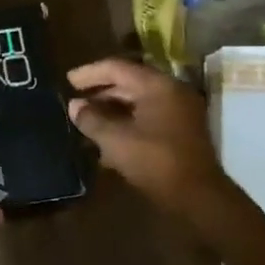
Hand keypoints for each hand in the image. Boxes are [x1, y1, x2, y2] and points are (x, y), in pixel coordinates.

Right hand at [66, 58, 235, 218]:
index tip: (67, 80)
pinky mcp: (180, 131)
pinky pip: (147, 117)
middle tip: (74, 100)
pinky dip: (125, 122)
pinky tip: (105, 137)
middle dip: (99, 91)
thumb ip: (91, 119)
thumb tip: (74, 105)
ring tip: (85, 119)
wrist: (197, 196)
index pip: (117, 68)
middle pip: (129, 82)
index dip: (90, 73)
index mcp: (157, 86)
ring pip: (138, 101)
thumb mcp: (115, 140)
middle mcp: (171, 92)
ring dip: (111, 109)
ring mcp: (179, 112)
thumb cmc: (155, 161)